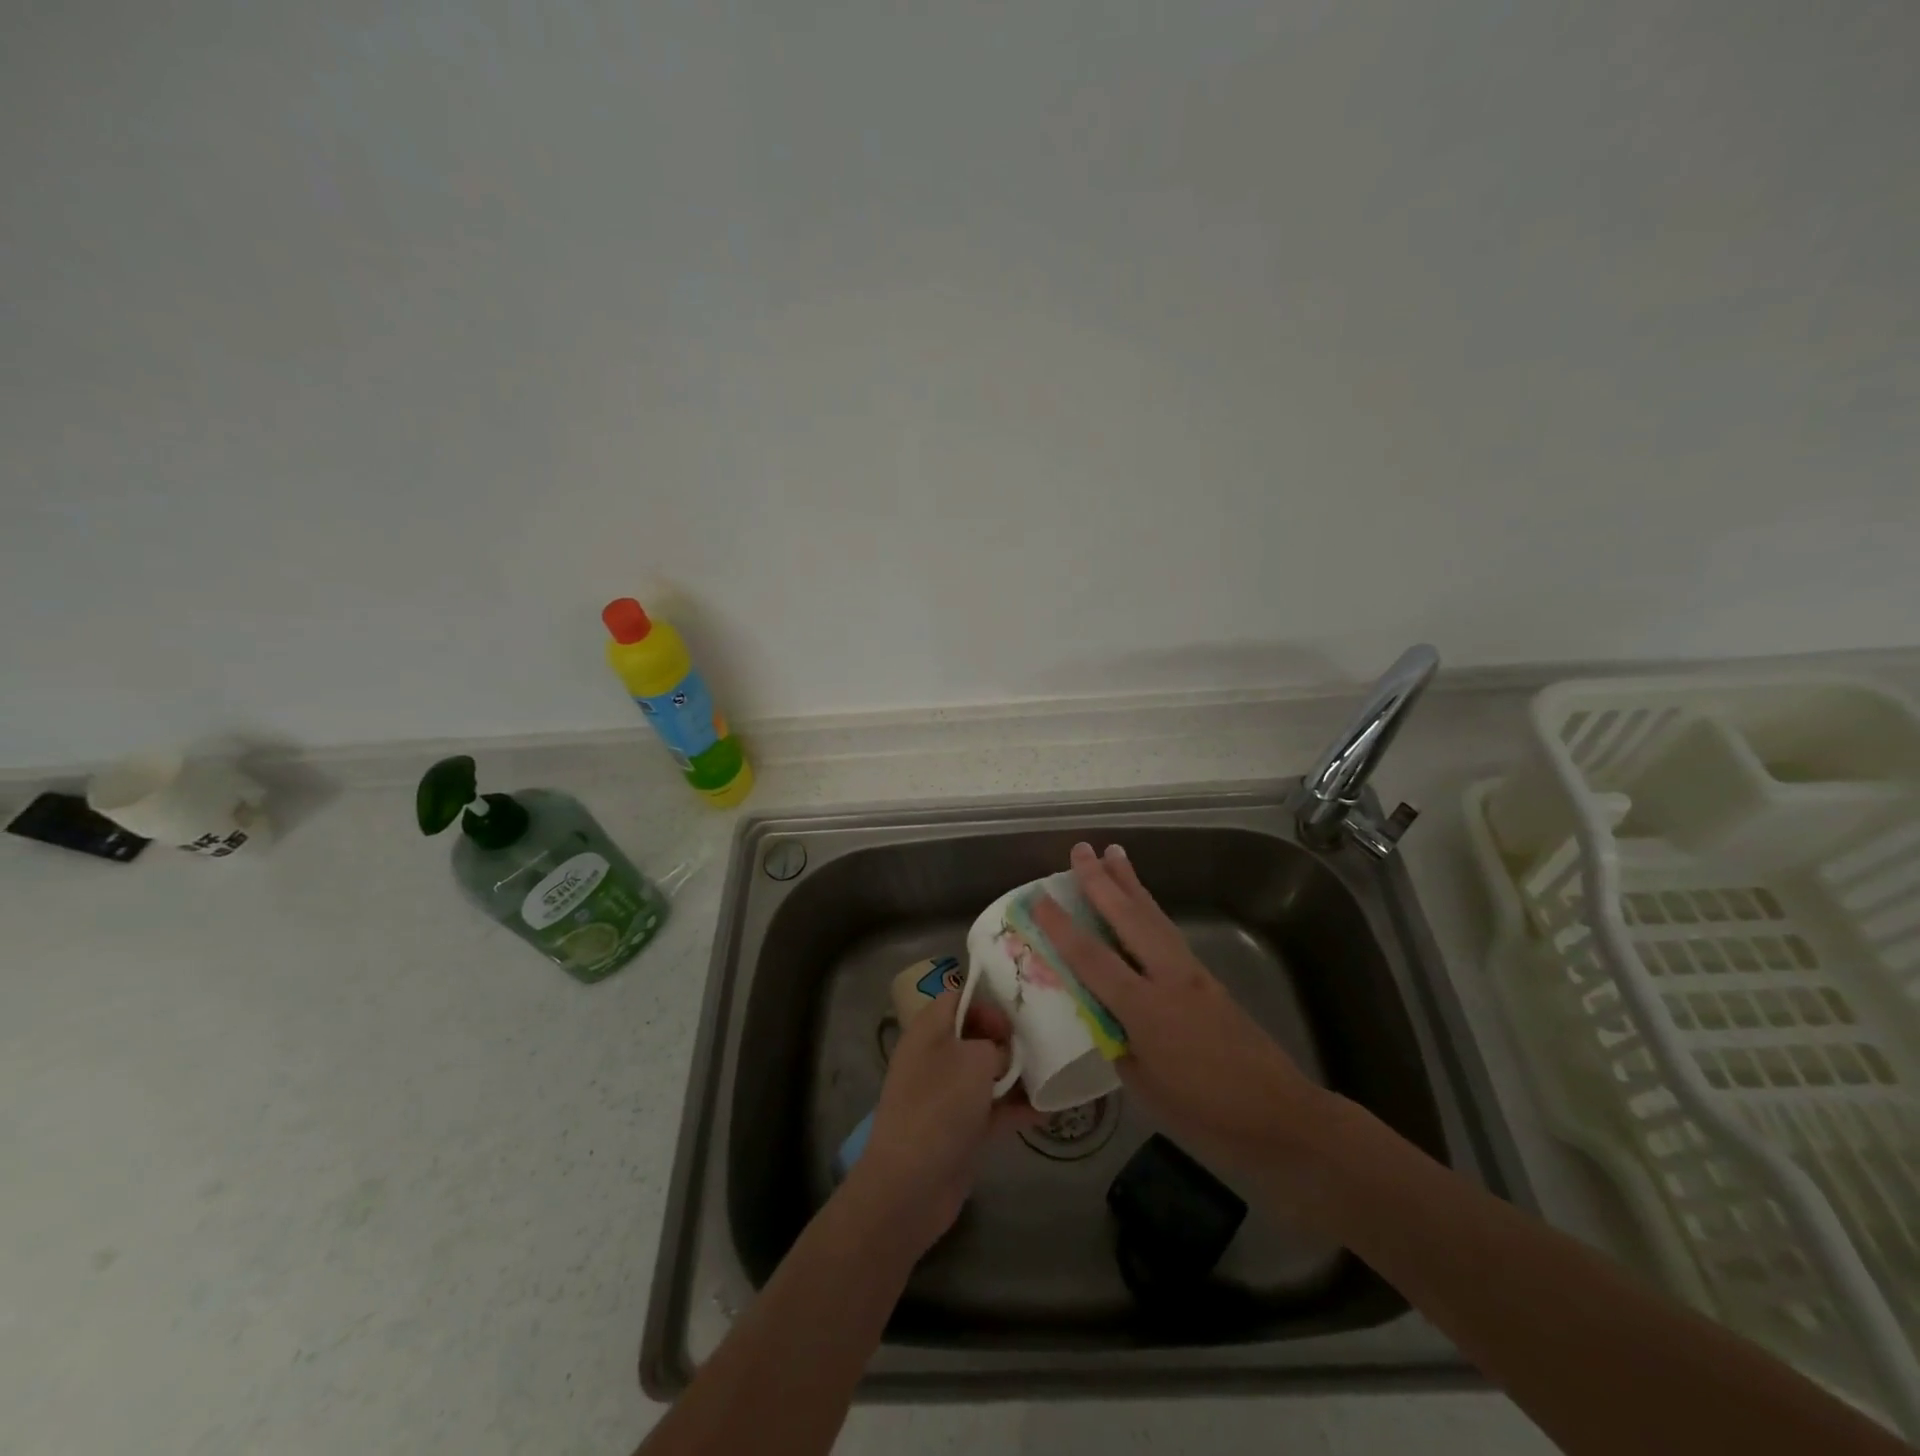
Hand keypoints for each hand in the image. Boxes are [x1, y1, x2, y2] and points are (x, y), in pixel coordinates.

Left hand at [845, 990, 1037, 1255]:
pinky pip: (992, 1109)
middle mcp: (935, 1056)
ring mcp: (946, 1095)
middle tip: (1042, 1042)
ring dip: (1017, 1074)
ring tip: (1053, 1073)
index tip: (1015, 1019)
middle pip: (975, 1035)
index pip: (958, 998)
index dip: (987, 1002)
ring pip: (986, 1073)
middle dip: (1008, 1039)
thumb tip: (1003, 1055)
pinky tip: (1048, 1109)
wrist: (910, 1185)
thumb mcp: (975, 1060)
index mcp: (929, 1030)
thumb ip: (996, 1047)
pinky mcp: (959, 1129)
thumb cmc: (940, 1106)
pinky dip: (1016, 1108)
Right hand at [1031, 842, 1332, 1177]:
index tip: (1039, 898)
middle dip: (1102, 881)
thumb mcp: (1145, 1089)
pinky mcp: (1210, 980)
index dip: (1062, 928)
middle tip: (1081, 850)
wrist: (1281, 1118)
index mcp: (1146, 1009)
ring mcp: (1194, 975)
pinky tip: (1143, 906)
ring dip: (1131, 884)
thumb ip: (1119, 1044)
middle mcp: (1170, 979)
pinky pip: (1170, 934)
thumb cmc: (1206, 1114)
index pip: (1093, 959)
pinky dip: (1150, 911)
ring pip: (1155, 918)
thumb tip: (1104, 1018)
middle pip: (1129, 919)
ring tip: (1114, 853)